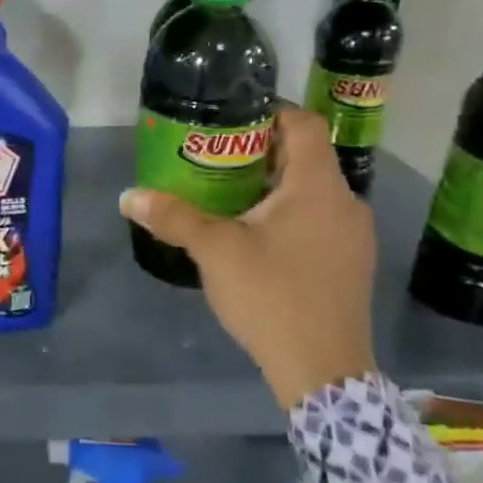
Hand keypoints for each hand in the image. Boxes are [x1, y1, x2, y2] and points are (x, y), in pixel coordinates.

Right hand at [119, 108, 375, 408]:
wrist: (324, 372)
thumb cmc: (272, 296)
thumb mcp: (215, 251)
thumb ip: (174, 217)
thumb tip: (128, 197)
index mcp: (318, 186)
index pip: (303, 123)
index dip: (269, 111)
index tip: (230, 118)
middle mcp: (345, 202)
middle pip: (307, 156)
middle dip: (262, 151)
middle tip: (217, 157)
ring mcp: (354, 236)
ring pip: (313, 191)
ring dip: (275, 185)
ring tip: (231, 195)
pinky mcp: (351, 263)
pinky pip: (320, 219)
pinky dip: (290, 213)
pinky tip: (257, 237)